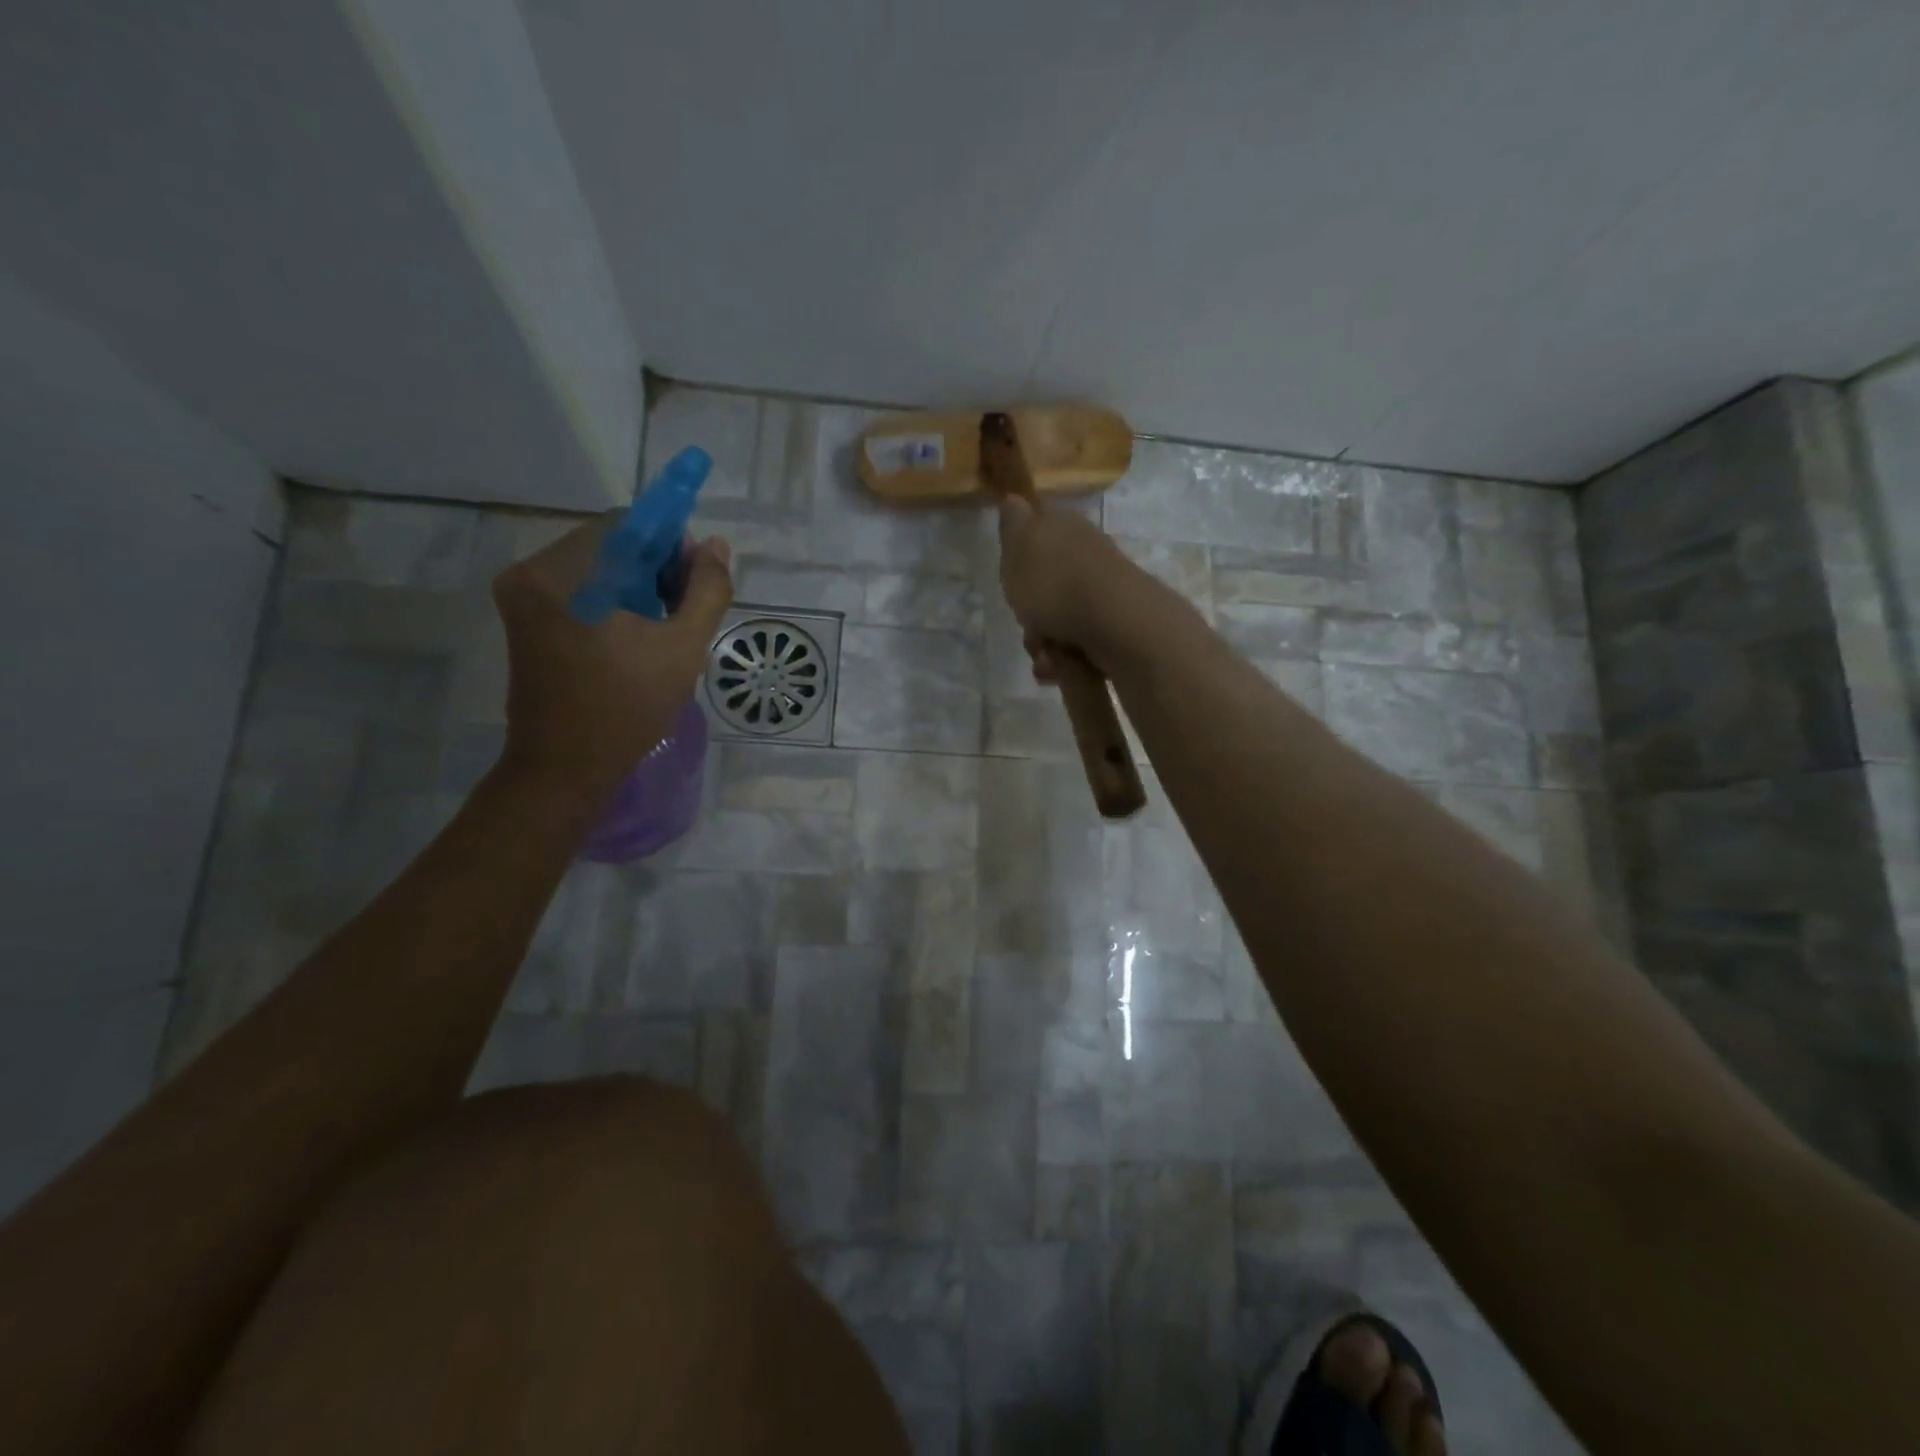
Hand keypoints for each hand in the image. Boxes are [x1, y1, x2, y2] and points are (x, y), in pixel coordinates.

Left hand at [492, 514, 732, 798]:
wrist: (565, 768)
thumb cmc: (627, 708)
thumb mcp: (683, 648)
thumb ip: (707, 591)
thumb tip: (715, 546)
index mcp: (563, 573)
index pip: (628, 526)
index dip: (672, 545)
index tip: (696, 583)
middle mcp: (531, 572)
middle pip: (610, 544)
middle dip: (655, 569)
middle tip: (684, 611)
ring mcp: (523, 597)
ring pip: (597, 568)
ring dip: (637, 587)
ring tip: (664, 628)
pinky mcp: (525, 620)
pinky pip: (581, 591)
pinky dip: (614, 602)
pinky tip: (637, 636)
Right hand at [996, 493, 1133, 679]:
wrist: (1115, 623)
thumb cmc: (1056, 583)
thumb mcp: (1019, 545)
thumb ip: (1013, 524)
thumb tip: (1014, 498)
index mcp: (1065, 528)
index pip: (1036, 535)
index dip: (1019, 561)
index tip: (1012, 582)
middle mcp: (1087, 556)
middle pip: (1045, 588)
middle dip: (1030, 615)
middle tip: (1027, 624)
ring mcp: (1103, 593)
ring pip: (1058, 621)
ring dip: (1044, 643)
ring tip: (1046, 655)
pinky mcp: (1115, 626)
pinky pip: (1078, 645)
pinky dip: (1066, 660)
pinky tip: (1062, 666)